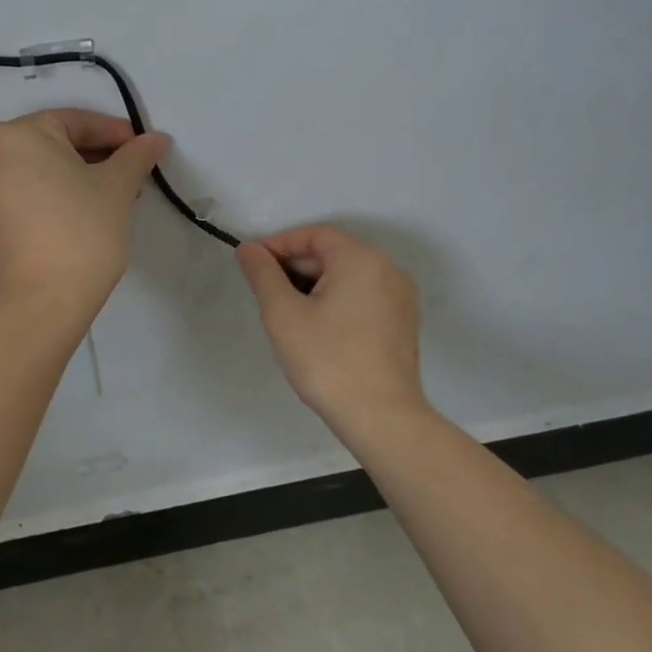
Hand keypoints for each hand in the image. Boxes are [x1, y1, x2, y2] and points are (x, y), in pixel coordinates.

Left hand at [0, 108, 168, 322]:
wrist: (40, 303)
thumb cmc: (81, 231)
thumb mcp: (116, 187)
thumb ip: (136, 156)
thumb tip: (156, 139)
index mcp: (15, 135)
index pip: (75, 121)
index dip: (115, 133)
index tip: (144, 149)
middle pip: (53, 144)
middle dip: (95, 157)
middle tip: (131, 174)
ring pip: (38, 171)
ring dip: (75, 178)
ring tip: (111, 197)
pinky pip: (23, 195)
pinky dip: (52, 197)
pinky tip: (81, 215)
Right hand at [236, 225, 429, 430]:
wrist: (381, 417)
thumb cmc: (328, 360)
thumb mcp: (283, 314)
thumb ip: (263, 275)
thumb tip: (248, 249)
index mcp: (361, 259)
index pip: (313, 235)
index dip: (278, 244)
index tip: (251, 265)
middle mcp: (388, 269)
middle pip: (332, 254)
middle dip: (295, 268)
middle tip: (265, 294)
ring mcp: (400, 298)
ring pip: (347, 278)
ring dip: (314, 287)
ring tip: (287, 314)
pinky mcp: (403, 323)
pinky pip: (363, 298)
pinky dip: (336, 302)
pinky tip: (317, 330)